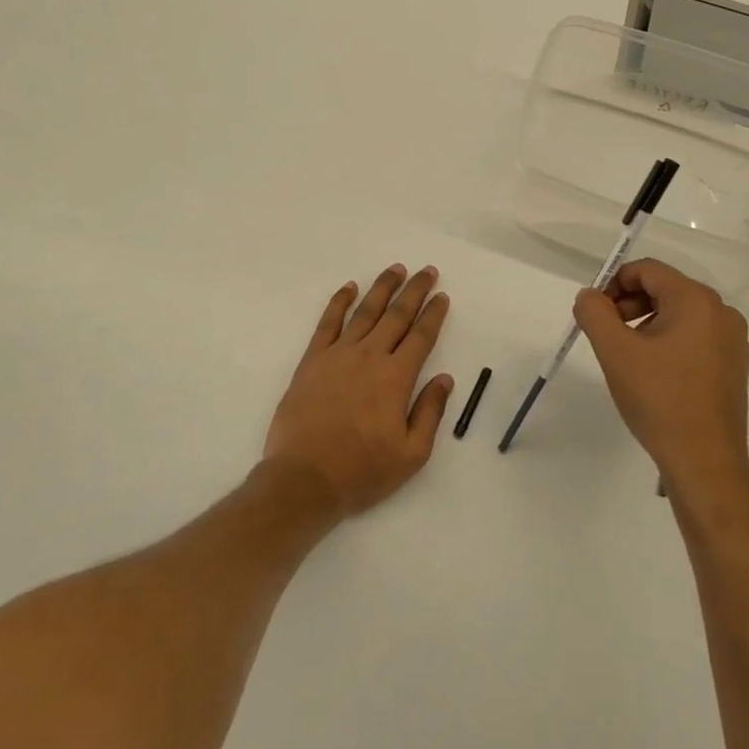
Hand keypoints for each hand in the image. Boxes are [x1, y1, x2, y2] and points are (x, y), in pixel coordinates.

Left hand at [263, 264, 455, 517]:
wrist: (304, 479)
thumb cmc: (361, 472)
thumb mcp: (411, 454)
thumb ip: (430, 412)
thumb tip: (444, 378)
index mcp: (396, 378)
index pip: (421, 337)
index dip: (433, 315)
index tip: (442, 297)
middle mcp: (369, 357)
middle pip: (396, 315)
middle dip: (414, 291)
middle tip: (427, 271)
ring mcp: (338, 355)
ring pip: (365, 311)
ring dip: (382, 288)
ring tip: (396, 270)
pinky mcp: (312, 360)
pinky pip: (328, 322)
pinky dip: (339, 302)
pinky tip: (349, 287)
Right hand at [572, 259, 748, 502]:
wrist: (705, 463)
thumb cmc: (659, 399)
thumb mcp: (615, 351)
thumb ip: (593, 312)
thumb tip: (589, 296)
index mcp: (696, 301)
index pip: (647, 270)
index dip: (614, 284)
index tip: (595, 313)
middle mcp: (721, 313)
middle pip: (664, 289)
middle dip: (629, 304)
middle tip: (607, 334)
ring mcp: (732, 341)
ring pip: (679, 314)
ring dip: (646, 323)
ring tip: (628, 357)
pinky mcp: (734, 366)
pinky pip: (695, 337)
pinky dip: (668, 342)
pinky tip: (653, 374)